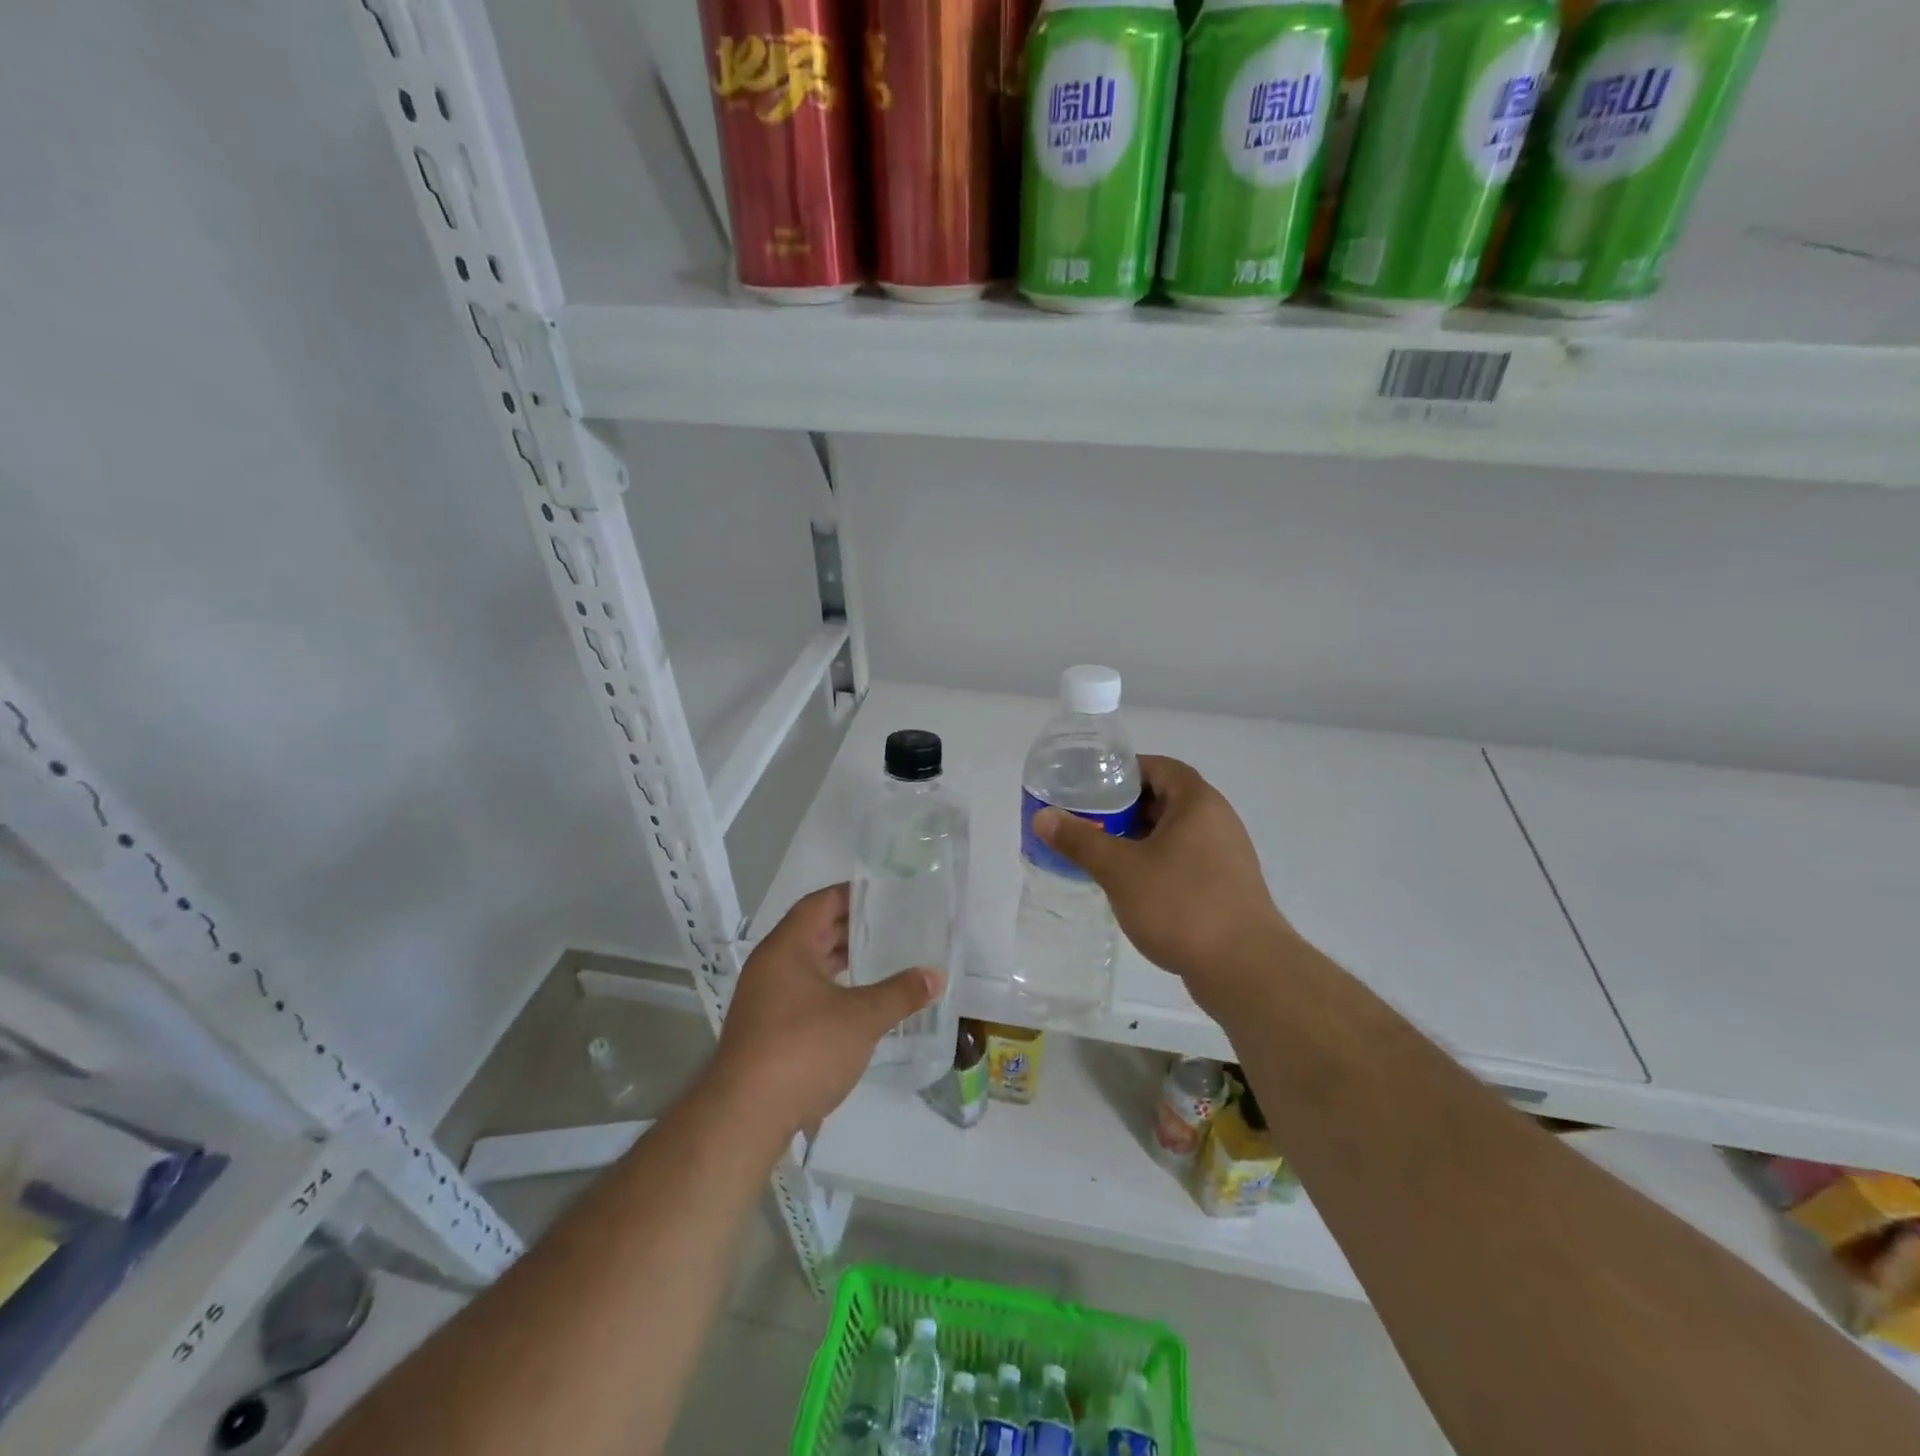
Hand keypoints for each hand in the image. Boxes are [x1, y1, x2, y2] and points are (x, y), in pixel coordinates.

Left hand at [711, 883, 941, 1136]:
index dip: (850, 895)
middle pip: (813, 932)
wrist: (745, 1117)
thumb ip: (900, 993)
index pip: (819, 904)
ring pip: (808, 965)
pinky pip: (804, 993)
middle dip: (851, 927)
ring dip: (841, 960)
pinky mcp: (766, 1030)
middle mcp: (770, 966)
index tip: (884, 893)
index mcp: (786, 948)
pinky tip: (858, 1002)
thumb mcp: (861, 1018)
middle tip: (893, 923)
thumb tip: (937, 975)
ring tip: (881, 957)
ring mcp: (765, 1000)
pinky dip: (832, 989)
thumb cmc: (803, 1049)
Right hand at [1034, 755, 1293, 1015]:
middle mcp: (1218, 821)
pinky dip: (1158, 863)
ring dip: (1140, 838)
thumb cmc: (1182, 905)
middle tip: (1089, 820)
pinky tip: (1133, 887)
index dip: (1125, 770)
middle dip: (1126, 808)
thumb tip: (1043, 816)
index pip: (1160, 767)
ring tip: (1103, 853)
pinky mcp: (1227, 888)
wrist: (1246, 969)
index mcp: (1198, 802)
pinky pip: (1186, 860)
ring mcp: (1226, 856)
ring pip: (1176, 833)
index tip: (1092, 785)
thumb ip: (1080, 841)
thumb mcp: (1120, 870)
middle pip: (1167, 799)